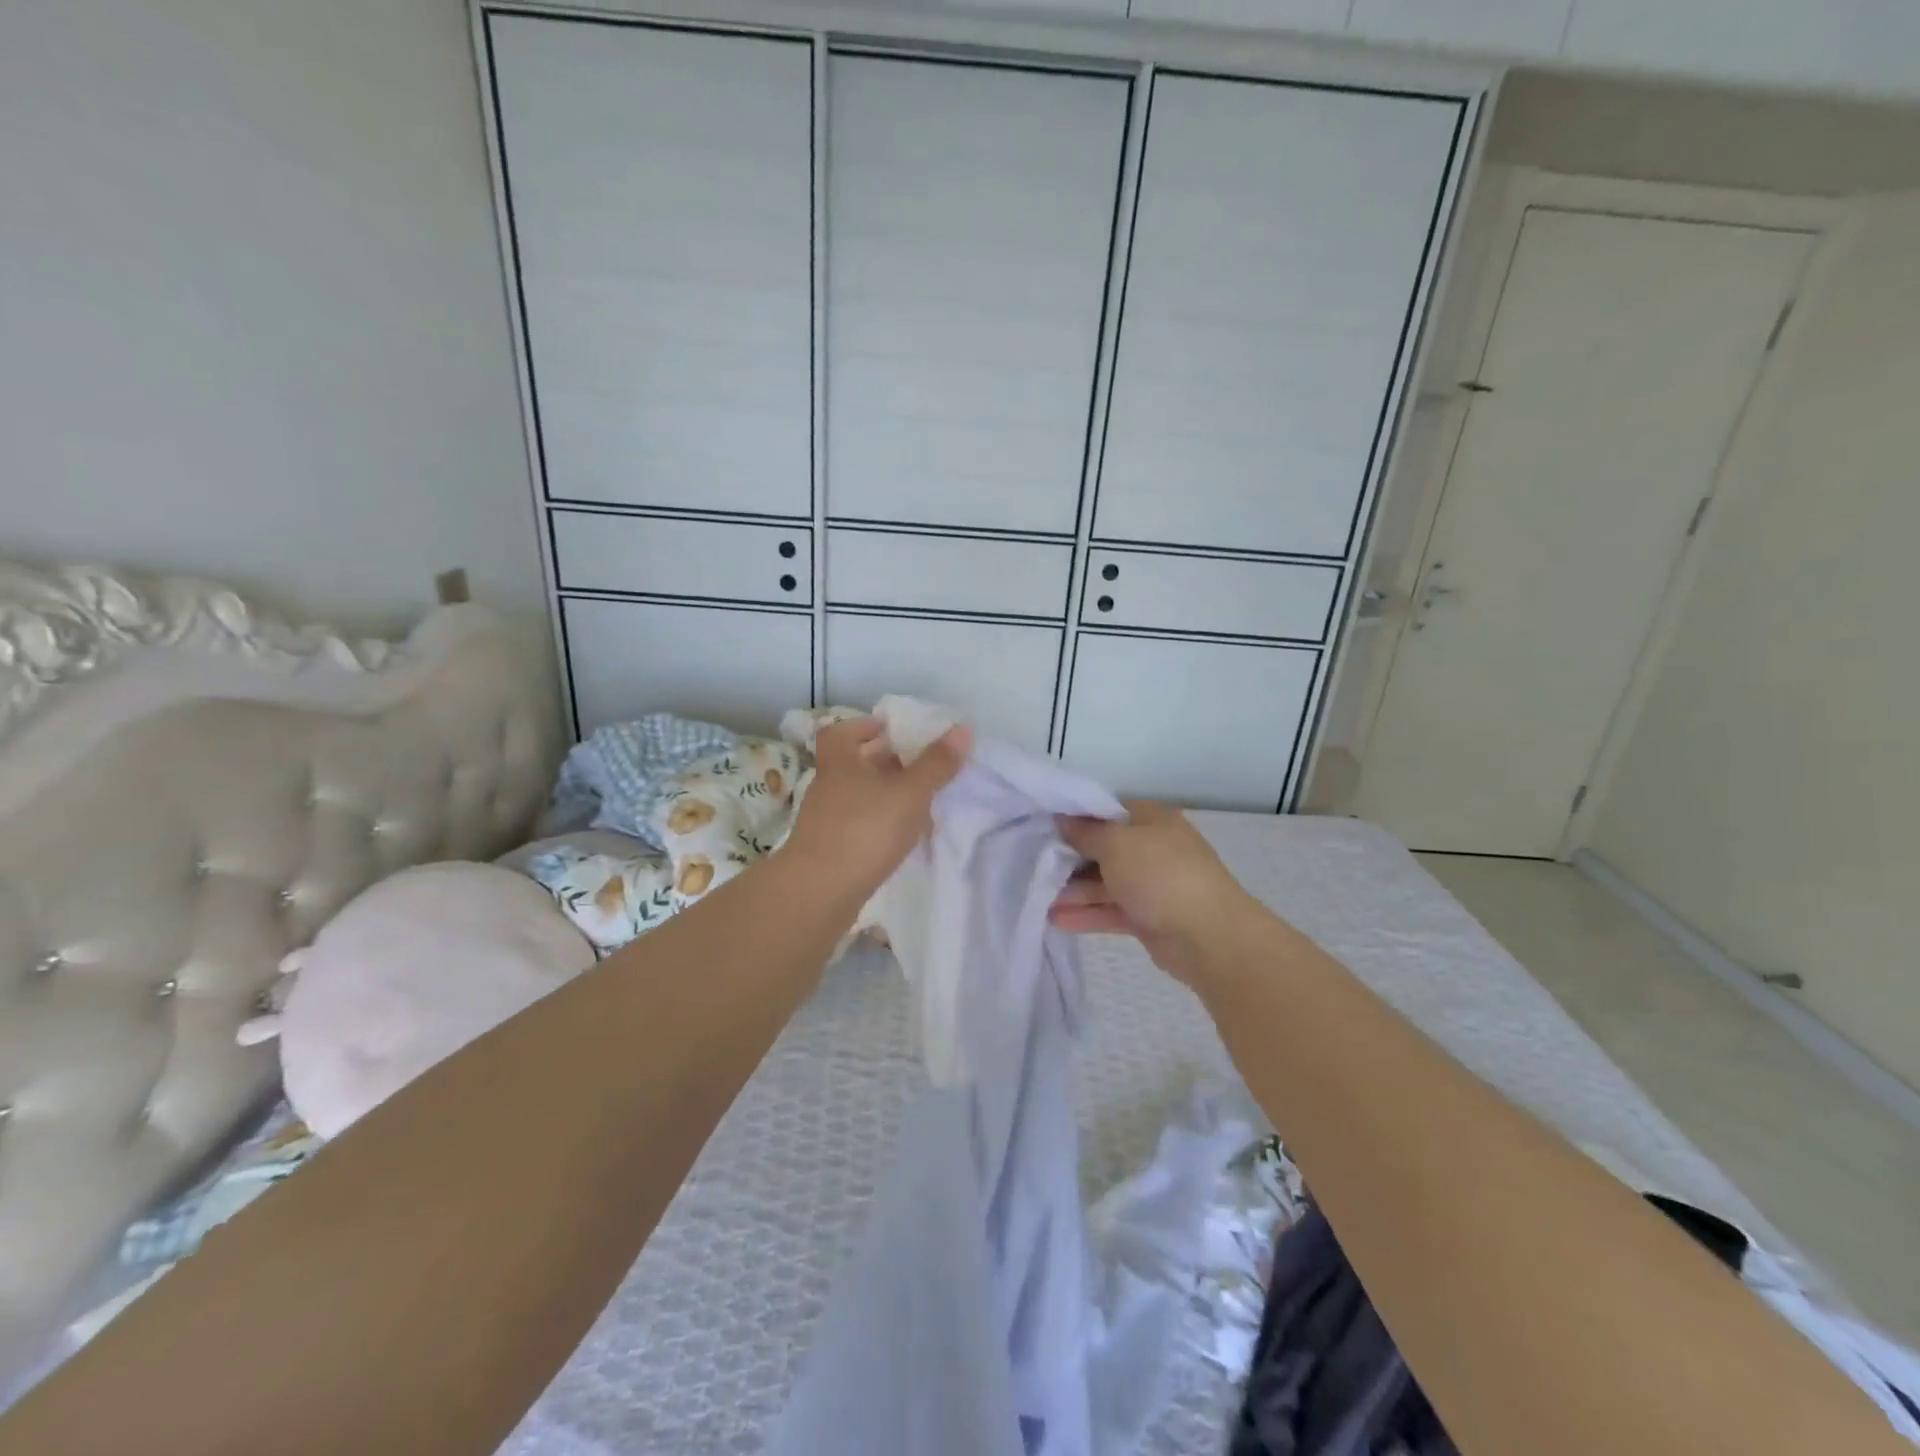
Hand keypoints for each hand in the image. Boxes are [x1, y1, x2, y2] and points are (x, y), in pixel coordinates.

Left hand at [782, 716, 971, 900]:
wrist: (819, 892)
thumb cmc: (864, 830)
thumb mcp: (909, 793)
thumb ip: (936, 763)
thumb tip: (963, 728)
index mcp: (840, 762)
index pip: (841, 732)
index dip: (863, 726)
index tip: (890, 729)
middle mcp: (828, 786)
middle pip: (853, 763)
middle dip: (884, 761)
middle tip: (918, 763)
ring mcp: (825, 820)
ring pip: (857, 796)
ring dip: (884, 794)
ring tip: (919, 800)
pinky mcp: (829, 850)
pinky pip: (857, 824)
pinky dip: (879, 822)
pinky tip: (901, 835)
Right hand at [1050, 801, 1259, 985]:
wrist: (1208, 937)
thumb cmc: (1160, 875)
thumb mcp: (1116, 844)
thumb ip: (1085, 832)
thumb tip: (1062, 818)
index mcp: (1151, 820)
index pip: (1107, 811)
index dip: (1076, 818)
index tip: (1043, 827)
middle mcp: (1152, 848)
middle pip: (1103, 848)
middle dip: (1069, 859)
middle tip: (1034, 865)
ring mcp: (1151, 884)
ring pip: (1105, 882)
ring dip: (1073, 890)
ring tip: (1038, 898)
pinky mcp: (1148, 917)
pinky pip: (1111, 910)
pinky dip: (1087, 913)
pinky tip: (1056, 919)